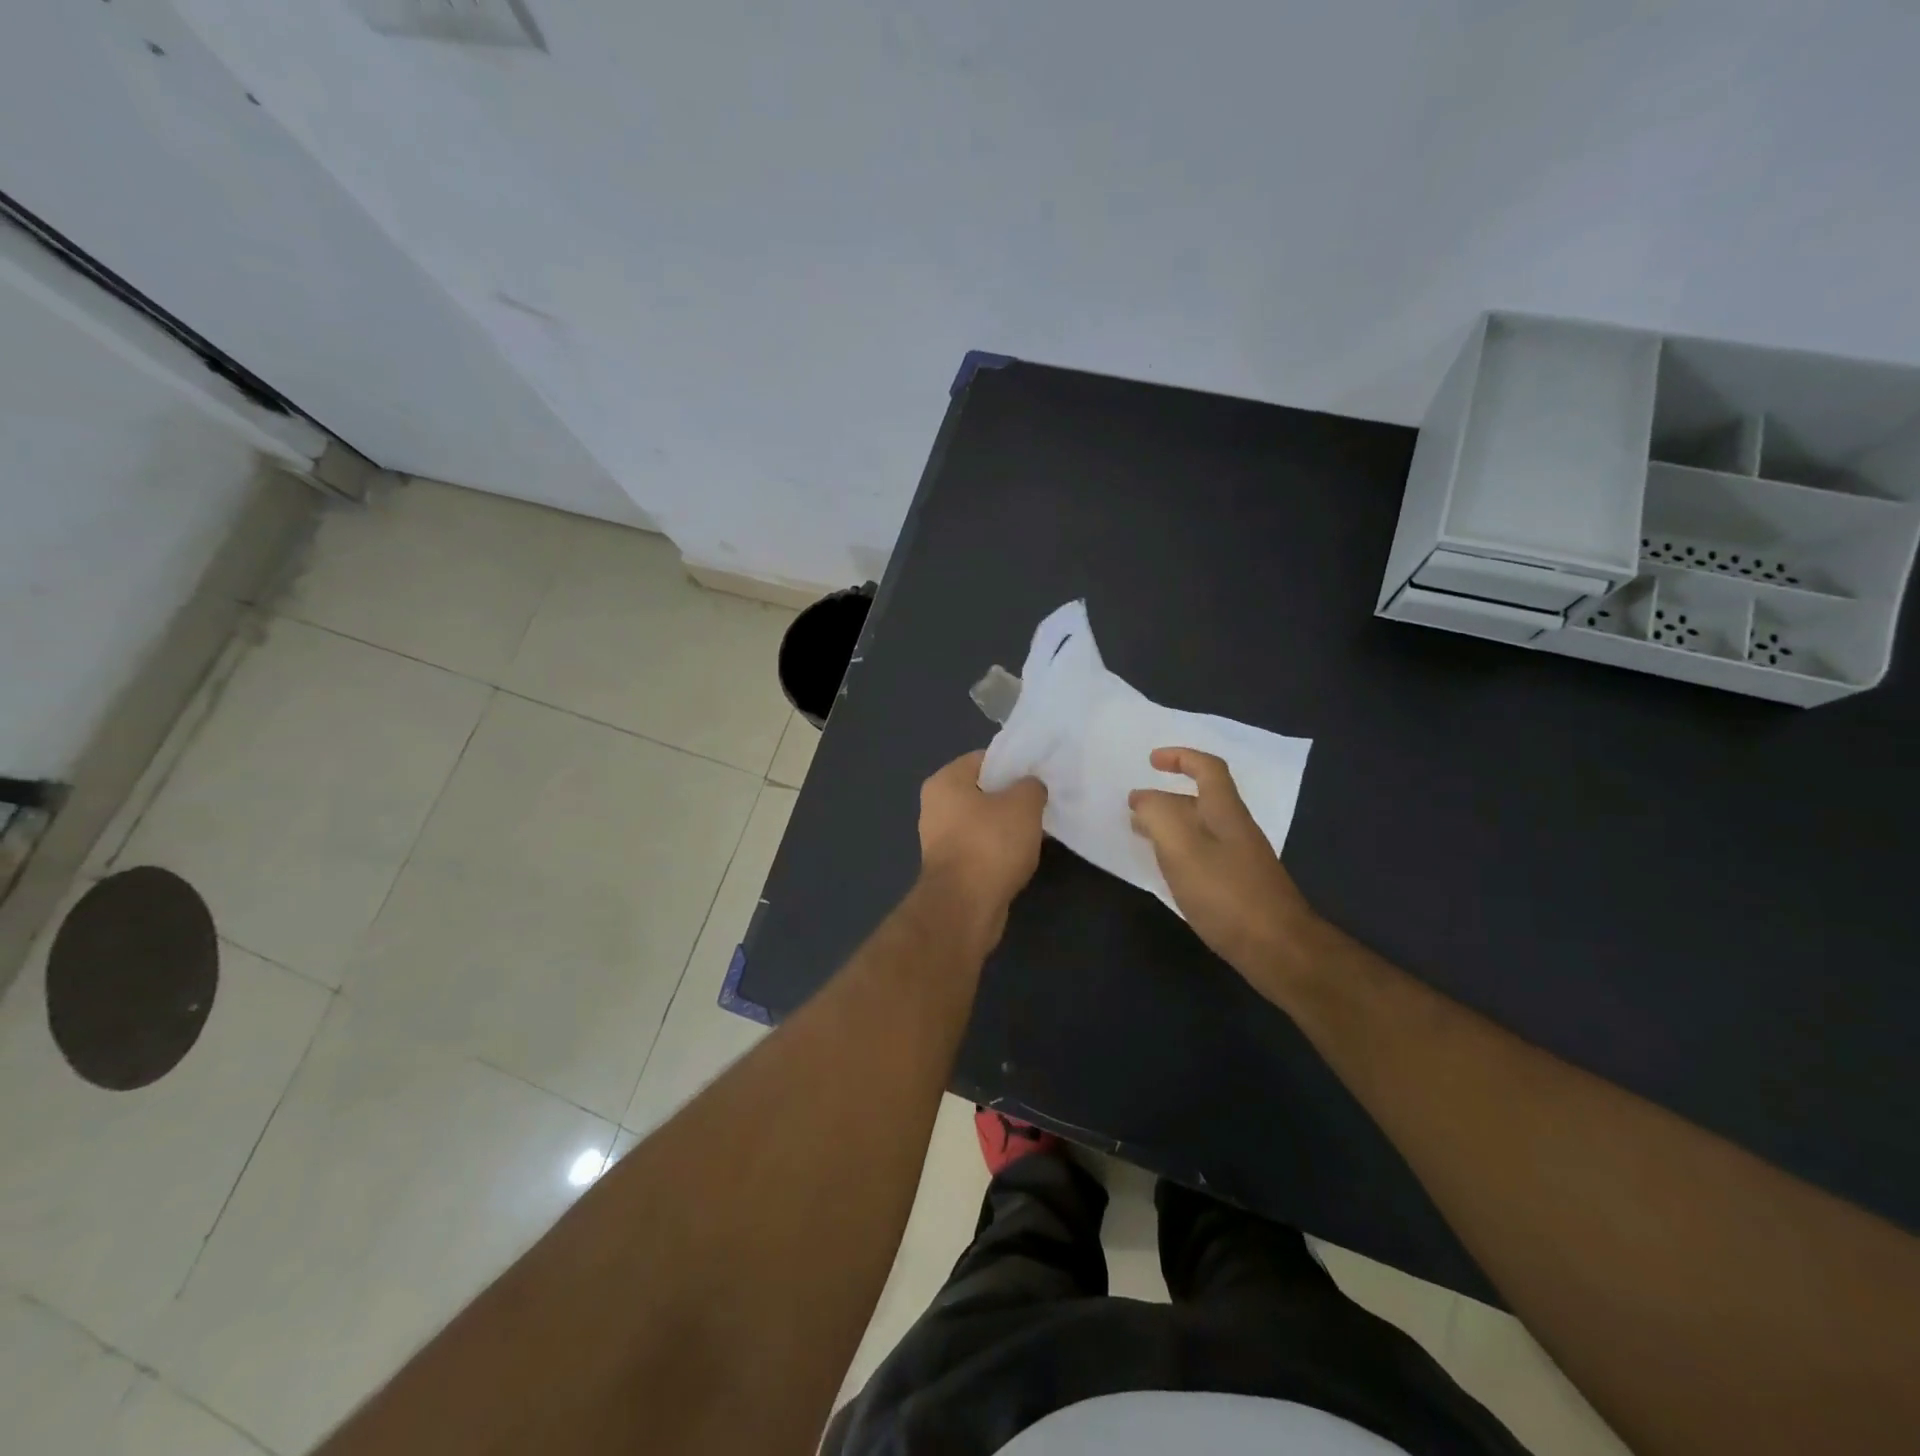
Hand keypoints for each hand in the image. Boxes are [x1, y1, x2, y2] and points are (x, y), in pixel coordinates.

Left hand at [917, 750, 1046, 937]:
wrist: (965, 907)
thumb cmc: (990, 844)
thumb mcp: (1023, 804)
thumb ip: (1031, 786)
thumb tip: (1030, 788)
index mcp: (945, 781)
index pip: (984, 759)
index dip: (1014, 764)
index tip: (1039, 775)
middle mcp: (936, 806)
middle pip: (983, 791)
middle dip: (1013, 797)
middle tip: (1043, 802)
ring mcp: (941, 839)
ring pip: (984, 821)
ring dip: (1008, 826)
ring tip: (1039, 830)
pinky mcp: (951, 868)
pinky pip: (982, 847)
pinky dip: (1001, 849)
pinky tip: (1023, 856)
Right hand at [1129, 747, 1317, 990]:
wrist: (1278, 949)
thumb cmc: (1226, 893)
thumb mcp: (1181, 847)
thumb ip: (1157, 815)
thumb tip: (1142, 799)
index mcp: (1224, 811)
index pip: (1207, 768)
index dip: (1181, 757)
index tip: (1151, 761)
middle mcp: (1236, 828)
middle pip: (1202, 799)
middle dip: (1167, 796)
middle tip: (1135, 808)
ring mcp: (1241, 859)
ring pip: (1201, 829)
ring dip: (1171, 825)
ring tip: (1142, 836)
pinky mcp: (1239, 887)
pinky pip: (1204, 855)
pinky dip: (1180, 852)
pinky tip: (1168, 871)